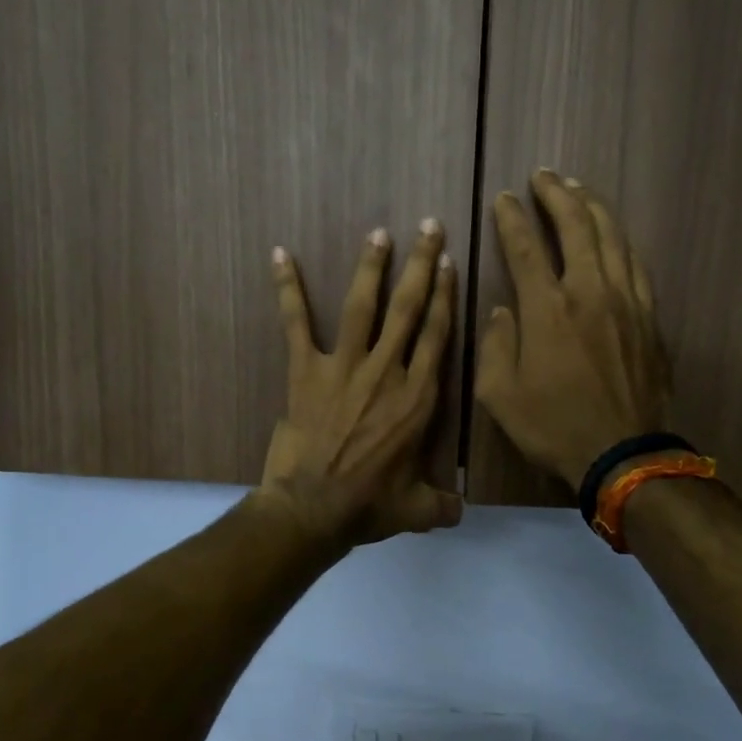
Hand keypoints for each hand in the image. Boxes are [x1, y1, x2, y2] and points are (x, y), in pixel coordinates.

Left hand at [258, 221, 462, 545]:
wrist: (311, 510)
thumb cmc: (368, 507)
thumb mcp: (417, 510)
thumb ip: (443, 505)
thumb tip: (461, 514)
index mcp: (417, 399)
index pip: (437, 336)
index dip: (445, 297)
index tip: (450, 264)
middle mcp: (386, 372)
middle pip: (409, 309)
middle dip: (422, 265)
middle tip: (429, 227)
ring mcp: (344, 368)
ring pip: (363, 306)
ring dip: (371, 267)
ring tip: (380, 233)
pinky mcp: (306, 371)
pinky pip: (296, 323)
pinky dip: (288, 289)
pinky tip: (281, 255)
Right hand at [476, 169, 671, 490]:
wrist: (622, 454)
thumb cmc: (553, 427)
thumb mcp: (500, 396)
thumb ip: (496, 345)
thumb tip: (504, 311)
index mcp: (548, 309)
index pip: (526, 247)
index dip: (512, 218)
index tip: (503, 199)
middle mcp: (589, 292)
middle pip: (577, 225)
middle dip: (557, 194)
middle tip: (543, 176)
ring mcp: (626, 301)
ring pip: (612, 236)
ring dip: (592, 207)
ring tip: (577, 189)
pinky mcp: (649, 317)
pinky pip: (635, 264)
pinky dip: (620, 240)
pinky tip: (613, 234)